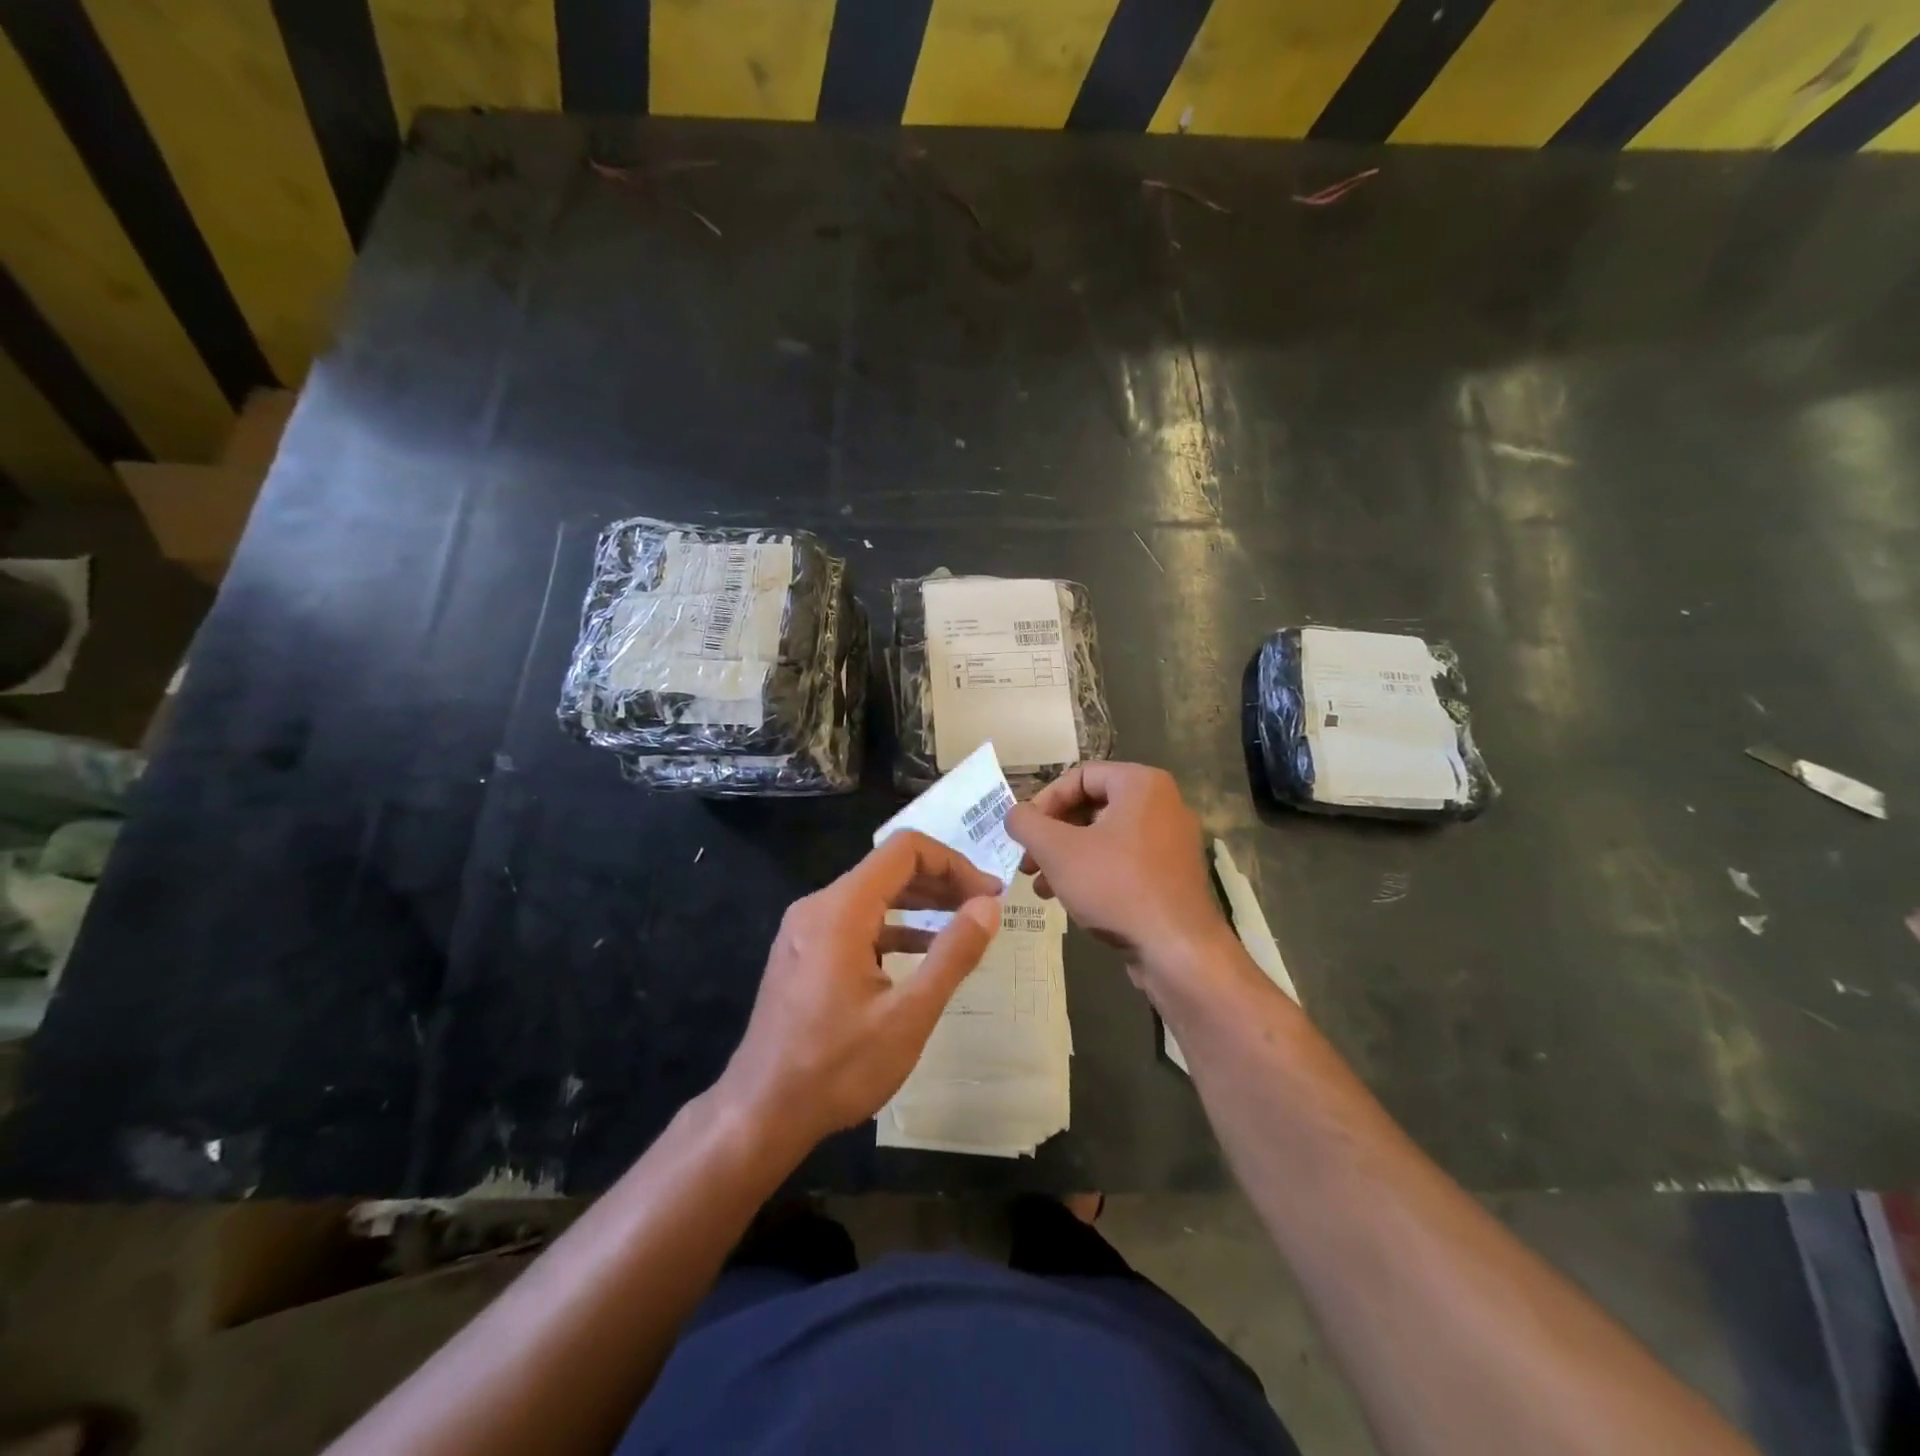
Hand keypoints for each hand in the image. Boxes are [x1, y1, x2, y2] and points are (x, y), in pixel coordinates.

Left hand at [717, 831, 1002, 1149]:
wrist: (760, 1113)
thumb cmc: (836, 1067)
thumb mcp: (908, 1015)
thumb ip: (953, 954)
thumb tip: (988, 906)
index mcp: (841, 909)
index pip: (905, 850)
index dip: (954, 863)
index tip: (987, 896)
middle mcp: (818, 906)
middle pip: (889, 868)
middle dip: (942, 882)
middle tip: (985, 910)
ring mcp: (806, 929)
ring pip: (873, 895)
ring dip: (920, 905)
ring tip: (964, 926)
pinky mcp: (804, 953)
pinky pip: (856, 922)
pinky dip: (894, 928)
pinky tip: (923, 954)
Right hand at [1005, 763, 1231, 988]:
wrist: (1177, 950)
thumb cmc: (1116, 886)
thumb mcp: (1058, 851)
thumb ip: (1027, 824)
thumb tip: (1014, 814)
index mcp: (1141, 784)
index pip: (1079, 777)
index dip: (1044, 802)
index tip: (1023, 832)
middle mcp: (1162, 804)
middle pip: (1091, 808)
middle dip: (1052, 835)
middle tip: (1026, 861)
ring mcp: (1170, 841)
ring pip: (1104, 838)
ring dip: (1066, 858)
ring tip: (1039, 886)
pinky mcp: (1171, 875)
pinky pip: (1124, 861)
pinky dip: (1092, 872)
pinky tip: (1067, 899)